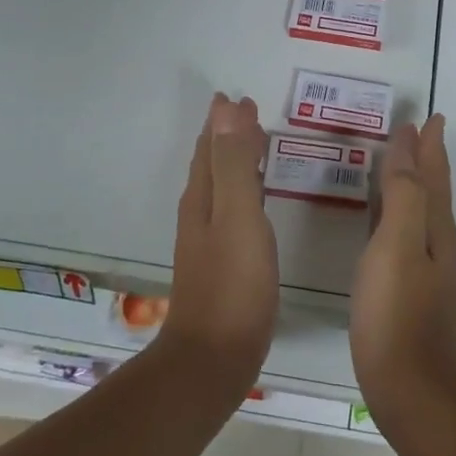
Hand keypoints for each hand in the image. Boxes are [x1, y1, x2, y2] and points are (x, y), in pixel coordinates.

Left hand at [161, 93, 279, 395]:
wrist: (214, 357)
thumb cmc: (233, 284)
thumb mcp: (238, 214)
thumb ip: (235, 163)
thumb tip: (226, 108)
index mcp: (203, 199)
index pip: (210, 148)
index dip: (222, 122)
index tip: (237, 97)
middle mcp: (200, 215)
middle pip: (211, 165)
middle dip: (226, 137)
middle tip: (248, 114)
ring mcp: (209, 243)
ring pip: (221, 188)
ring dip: (234, 162)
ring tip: (255, 147)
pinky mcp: (223, 266)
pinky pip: (233, 212)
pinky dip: (244, 193)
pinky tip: (255, 206)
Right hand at [349, 115, 455, 429]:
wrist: (411, 389)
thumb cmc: (396, 313)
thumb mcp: (398, 245)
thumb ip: (403, 194)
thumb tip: (409, 145)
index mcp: (434, 228)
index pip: (433, 174)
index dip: (429, 145)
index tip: (429, 116)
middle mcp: (435, 244)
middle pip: (432, 190)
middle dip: (425, 159)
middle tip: (416, 132)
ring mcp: (423, 270)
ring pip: (419, 212)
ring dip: (412, 183)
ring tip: (398, 163)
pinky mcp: (406, 291)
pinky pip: (402, 234)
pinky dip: (395, 214)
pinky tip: (381, 221)